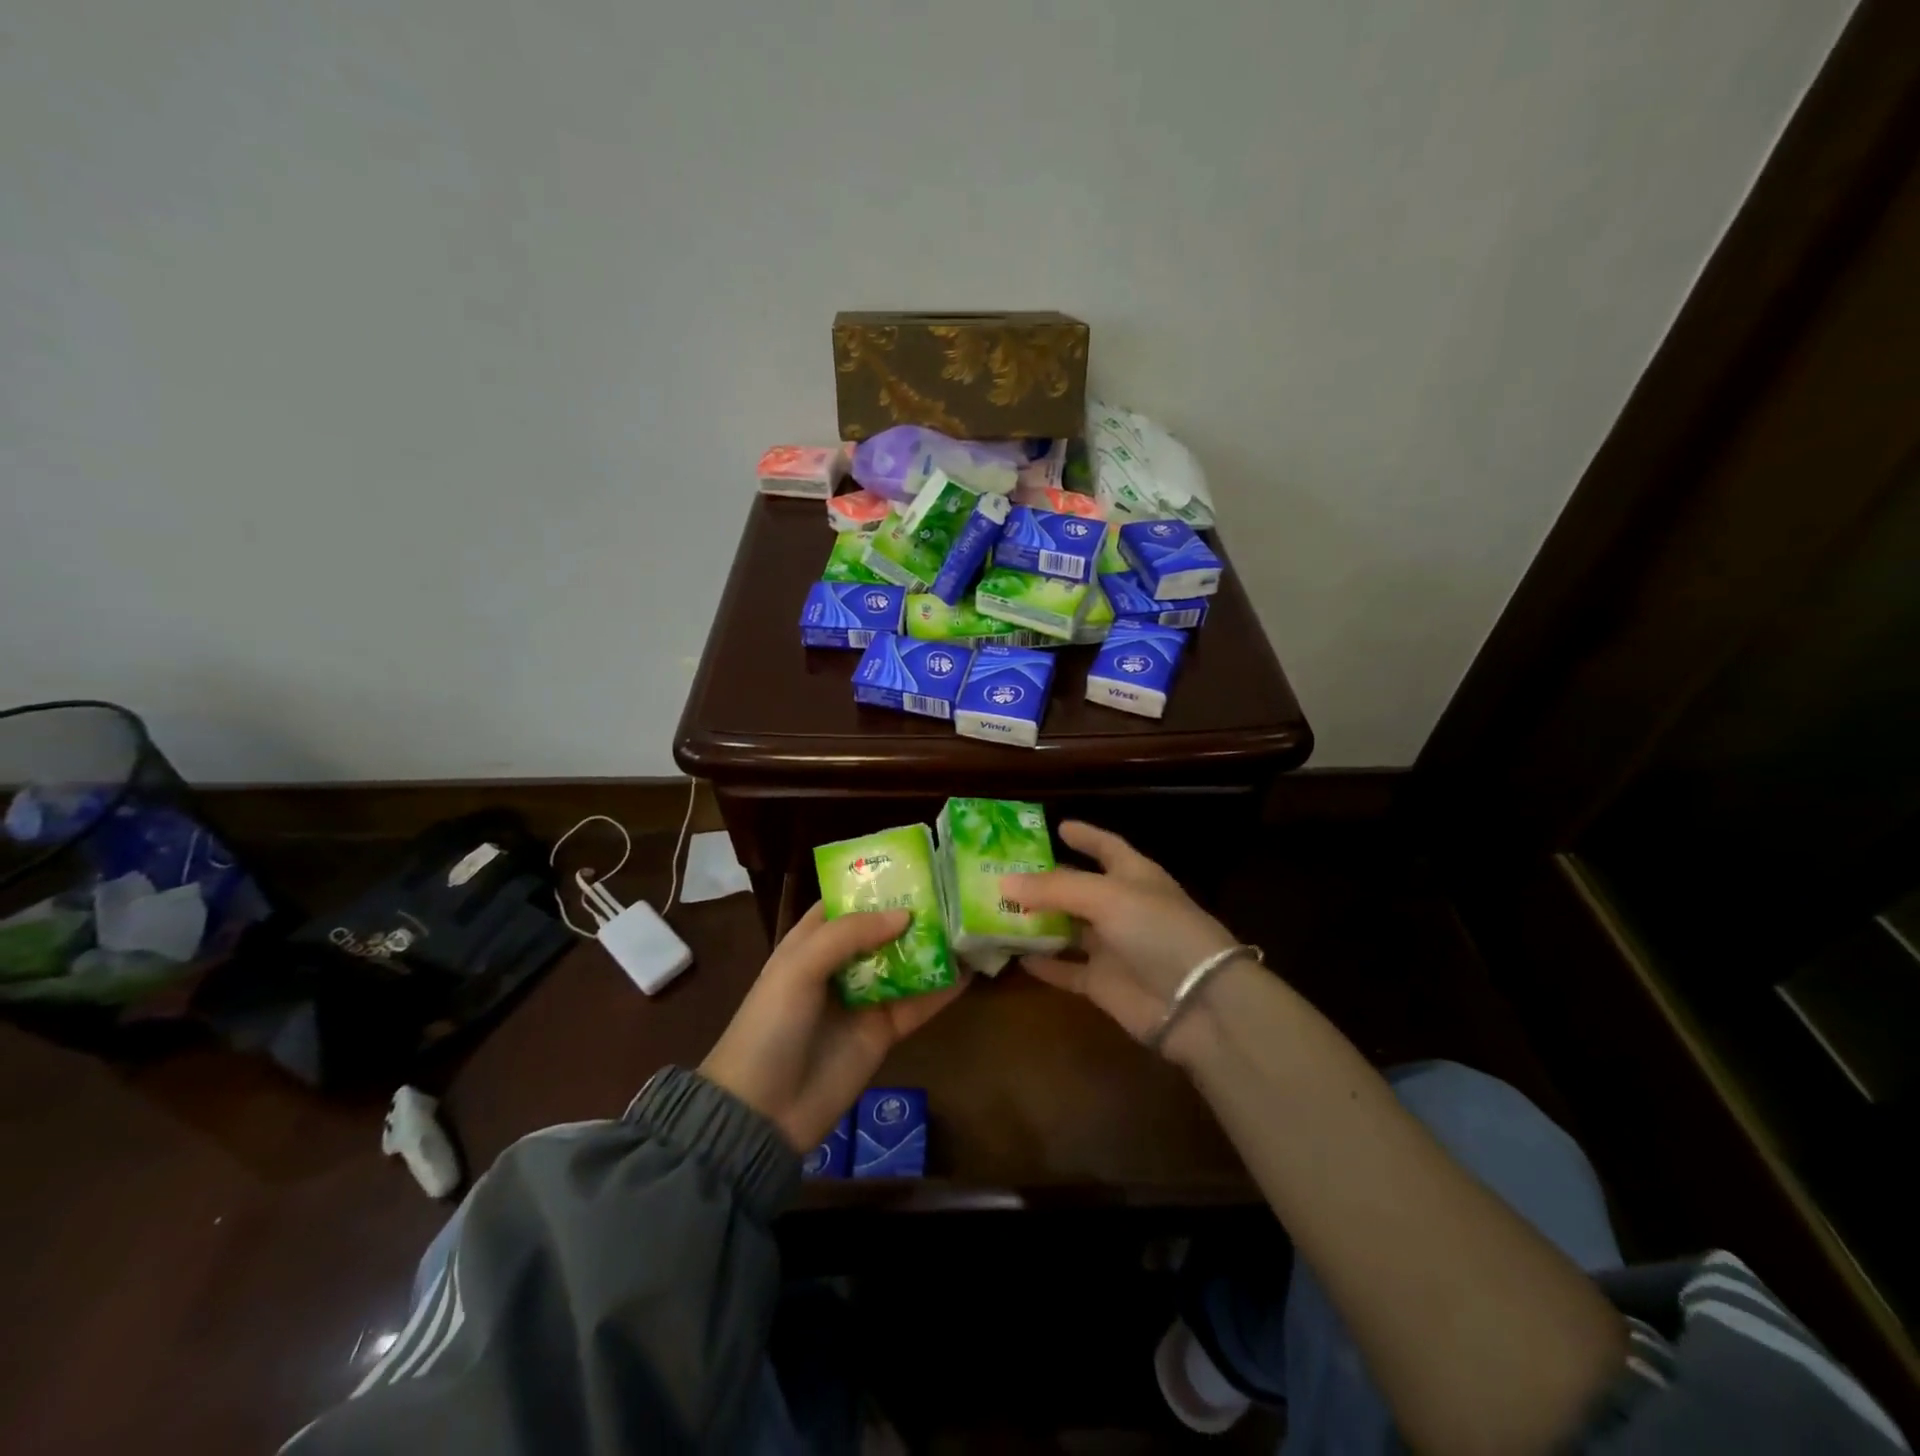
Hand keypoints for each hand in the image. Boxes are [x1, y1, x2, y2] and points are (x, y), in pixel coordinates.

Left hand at [701, 903, 967, 1152]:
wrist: (762, 1113)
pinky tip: (972, 970)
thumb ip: (849, 934)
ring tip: (971, 921)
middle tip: (955, 889)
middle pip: (882, 929)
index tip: (913, 864)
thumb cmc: (771, 1027)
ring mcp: (864, 998)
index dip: (874, 884)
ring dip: (933, 946)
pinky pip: (918, 1003)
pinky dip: (943, 988)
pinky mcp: (884, 1031)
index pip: (845, 902)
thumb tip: (905, 915)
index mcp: (810, 942)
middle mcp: (840, 964)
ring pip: (905, 963)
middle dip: (914, 911)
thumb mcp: (799, 968)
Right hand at [1005, 821, 1243, 1064]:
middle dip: (1046, 880)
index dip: (1085, 835)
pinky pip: (1067, 969)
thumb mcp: (1106, 896)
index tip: (1056, 827)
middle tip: (1004, 872)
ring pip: (1067, 928)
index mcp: (1134, 876)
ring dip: (1038, 921)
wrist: (1196, 1002)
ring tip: (998, 910)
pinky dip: (1044, 963)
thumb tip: (1003, 882)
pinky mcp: (1103, 982)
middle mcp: (1122, 907)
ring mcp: (1112, 946)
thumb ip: (1054, 888)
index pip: (1107, 847)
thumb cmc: (1157, 930)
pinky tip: (1015, 956)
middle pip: (1078, 887)